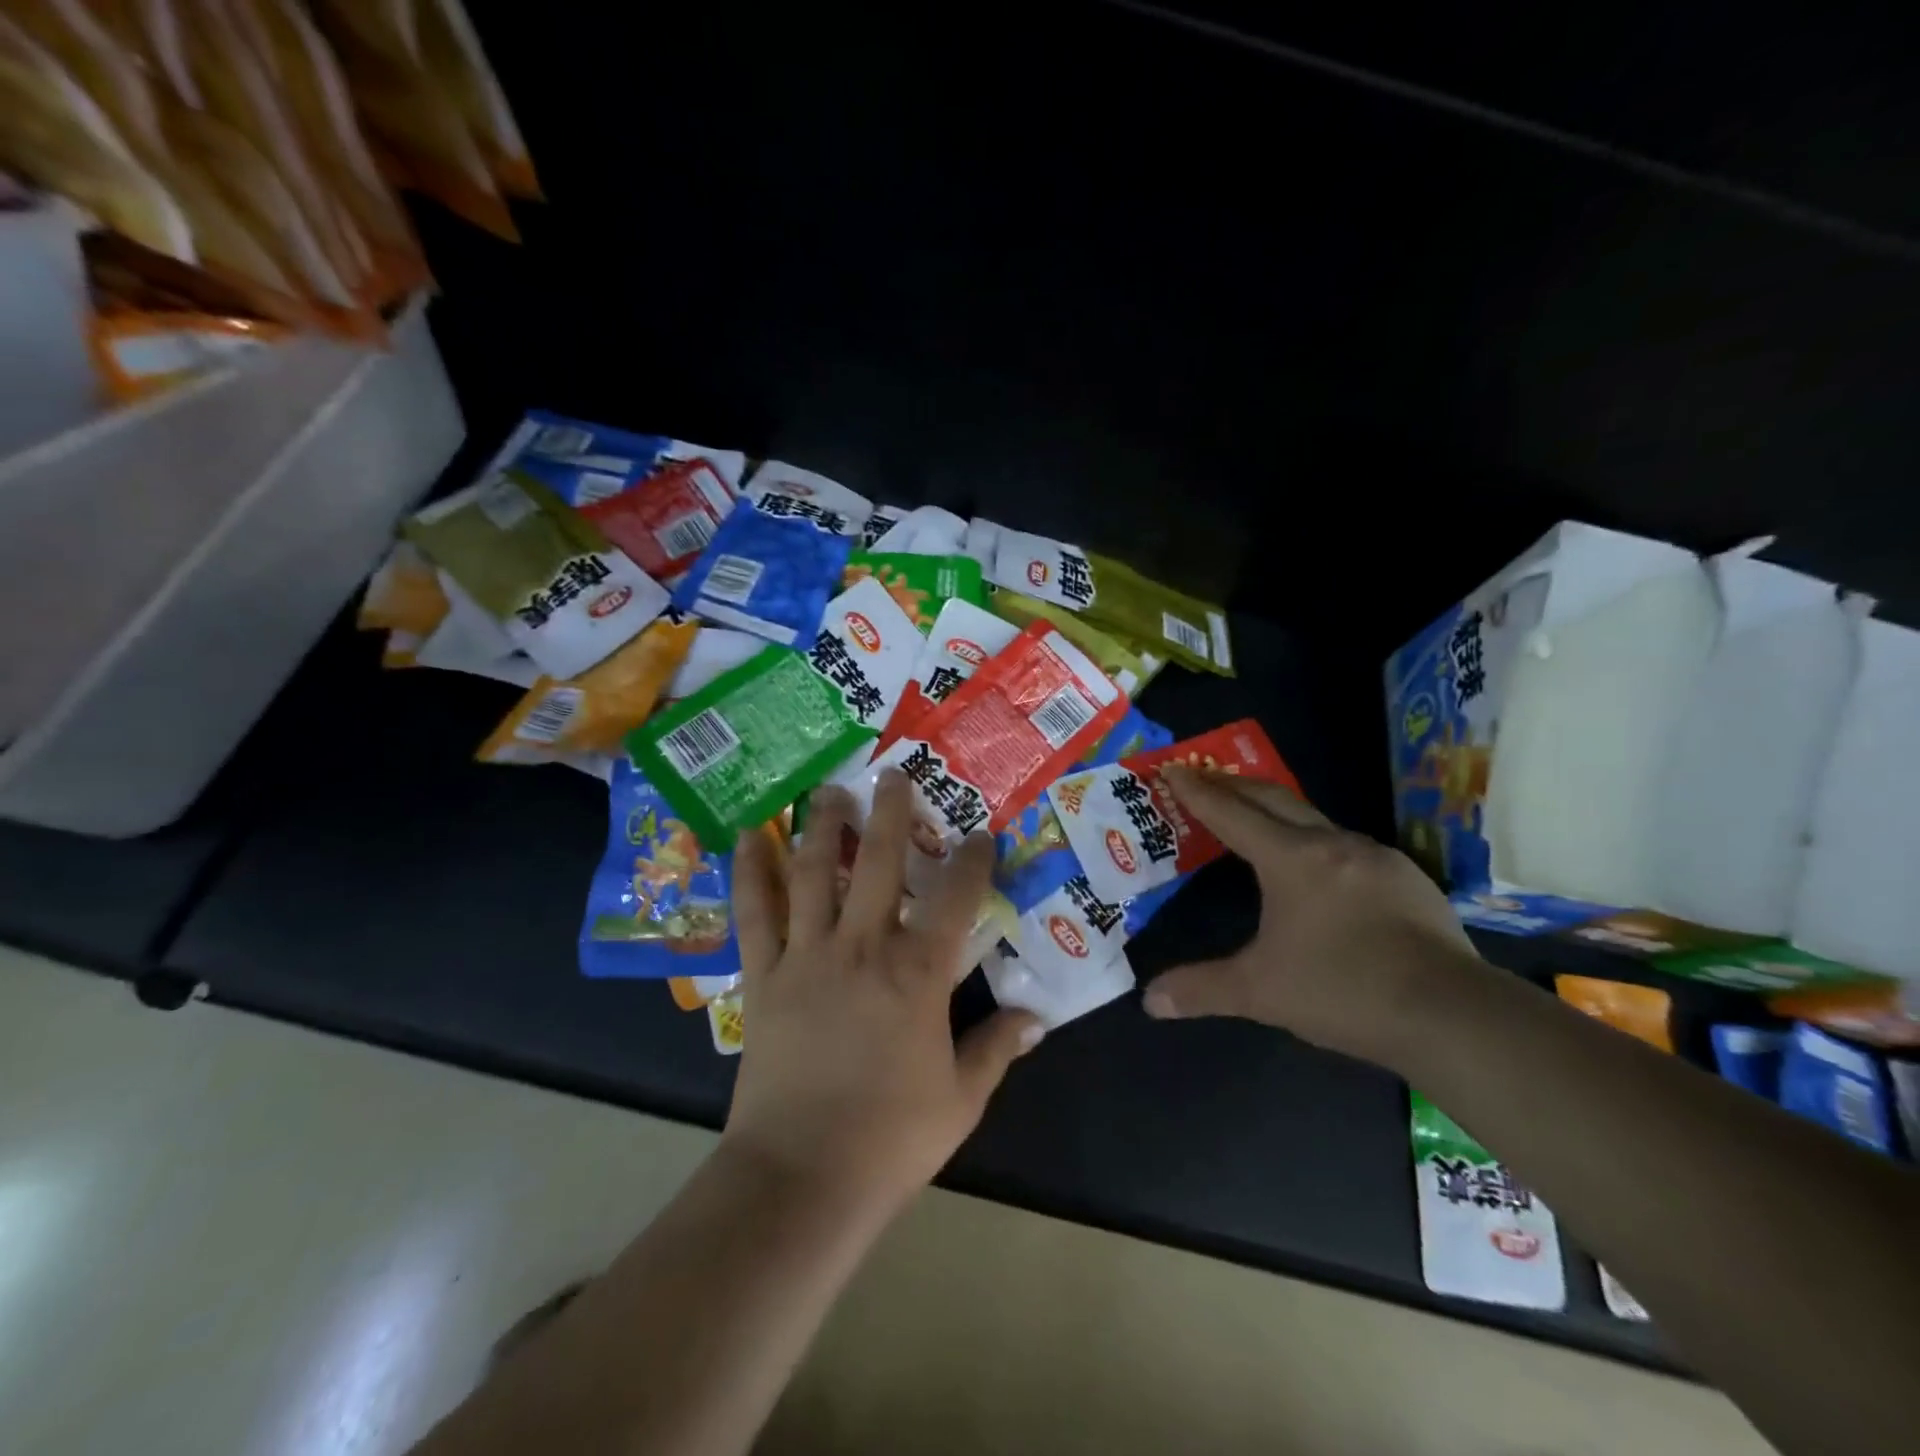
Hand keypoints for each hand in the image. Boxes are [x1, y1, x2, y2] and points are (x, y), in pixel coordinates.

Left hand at [722, 771, 1043, 1217]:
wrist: (801, 1179)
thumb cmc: (890, 1138)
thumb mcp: (962, 1098)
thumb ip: (998, 1048)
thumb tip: (1036, 1018)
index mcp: (918, 973)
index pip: (955, 898)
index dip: (972, 860)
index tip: (981, 834)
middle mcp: (862, 947)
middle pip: (877, 862)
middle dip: (890, 812)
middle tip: (893, 774)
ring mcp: (807, 956)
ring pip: (812, 873)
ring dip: (821, 826)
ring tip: (828, 790)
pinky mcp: (764, 976)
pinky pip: (754, 913)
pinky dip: (750, 873)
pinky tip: (748, 838)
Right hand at [1141, 765, 1487, 1070]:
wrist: (1452, 1016)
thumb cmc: (1342, 990)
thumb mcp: (1260, 992)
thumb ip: (1201, 989)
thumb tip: (1150, 1001)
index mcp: (1291, 859)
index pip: (1232, 813)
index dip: (1198, 790)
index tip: (1174, 768)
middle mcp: (1333, 843)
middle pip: (1274, 798)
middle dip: (1234, 785)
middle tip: (1204, 776)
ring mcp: (1377, 857)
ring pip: (1315, 820)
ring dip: (1278, 813)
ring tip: (1257, 822)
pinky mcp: (1408, 878)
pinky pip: (1347, 846)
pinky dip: (1316, 842)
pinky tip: (1319, 870)